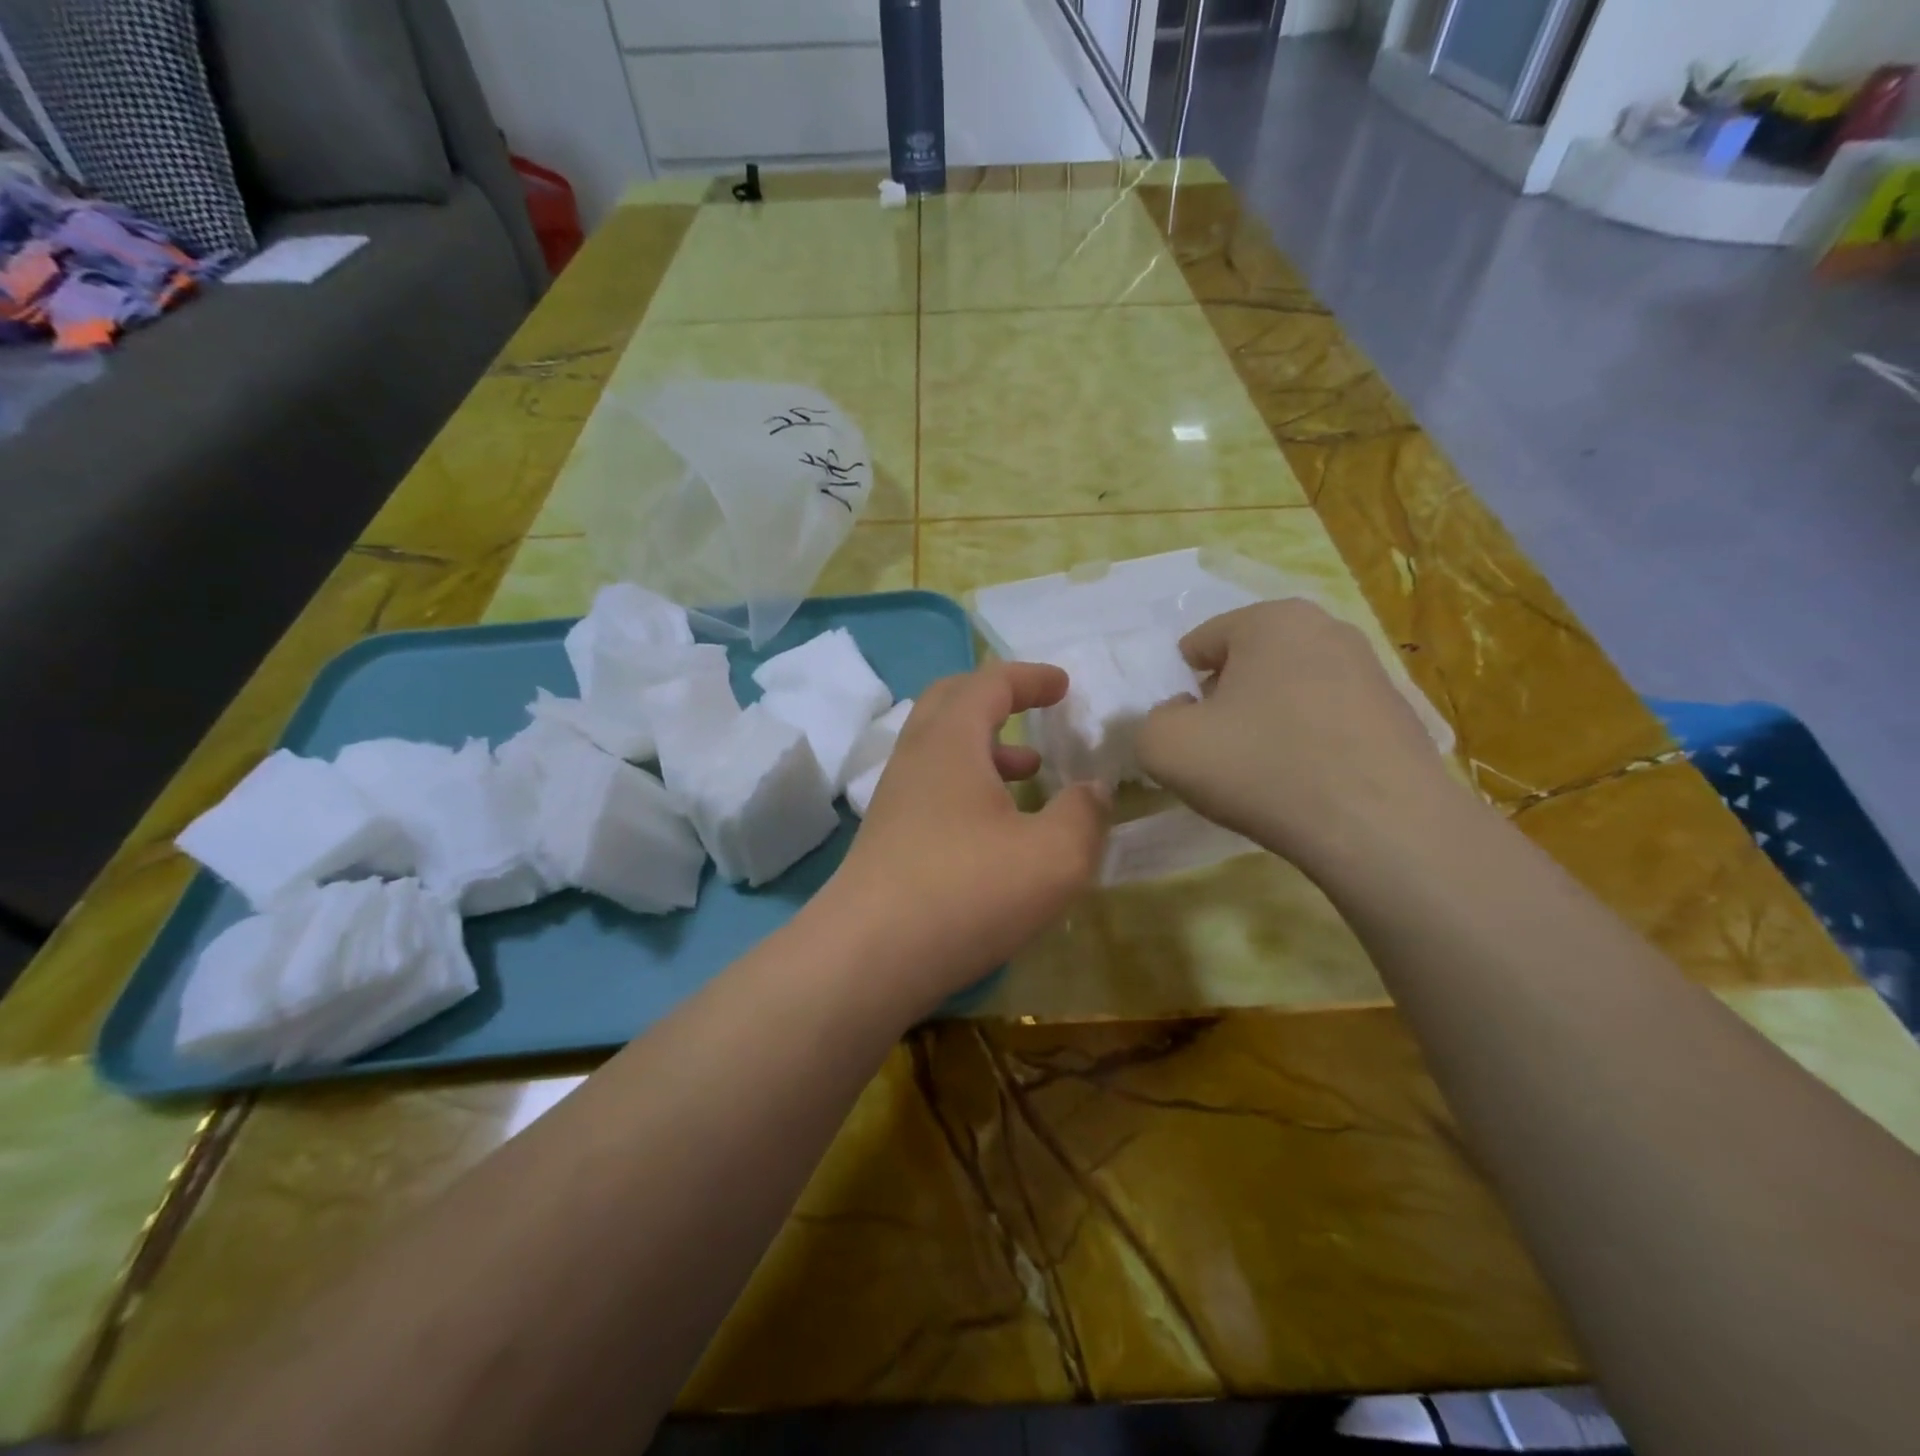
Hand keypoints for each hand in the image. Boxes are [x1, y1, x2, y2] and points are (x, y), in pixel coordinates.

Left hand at [827, 663, 1109, 1012]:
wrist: (869, 957)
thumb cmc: (967, 891)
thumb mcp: (1054, 856)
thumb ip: (1084, 815)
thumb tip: (1094, 790)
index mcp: (951, 742)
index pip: (988, 684)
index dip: (1029, 678)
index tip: (1064, 685)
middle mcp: (915, 758)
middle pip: (950, 702)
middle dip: (996, 697)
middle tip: (1034, 709)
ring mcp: (894, 799)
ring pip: (940, 749)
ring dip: (985, 747)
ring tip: (1030, 772)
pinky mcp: (886, 838)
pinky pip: (932, 787)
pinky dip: (969, 785)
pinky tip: (997, 828)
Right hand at [1136, 600, 1453, 871]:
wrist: (1381, 828)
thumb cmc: (1262, 769)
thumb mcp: (1166, 747)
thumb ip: (1149, 721)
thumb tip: (1181, 717)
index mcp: (1271, 619)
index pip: (1199, 644)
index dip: (1180, 690)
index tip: (1187, 734)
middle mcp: (1327, 628)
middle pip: (1246, 665)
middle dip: (1225, 702)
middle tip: (1220, 753)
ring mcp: (1371, 670)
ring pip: (1288, 692)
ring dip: (1266, 723)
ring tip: (1265, 774)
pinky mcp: (1399, 714)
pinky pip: (1327, 720)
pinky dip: (1308, 744)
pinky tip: (1307, 784)